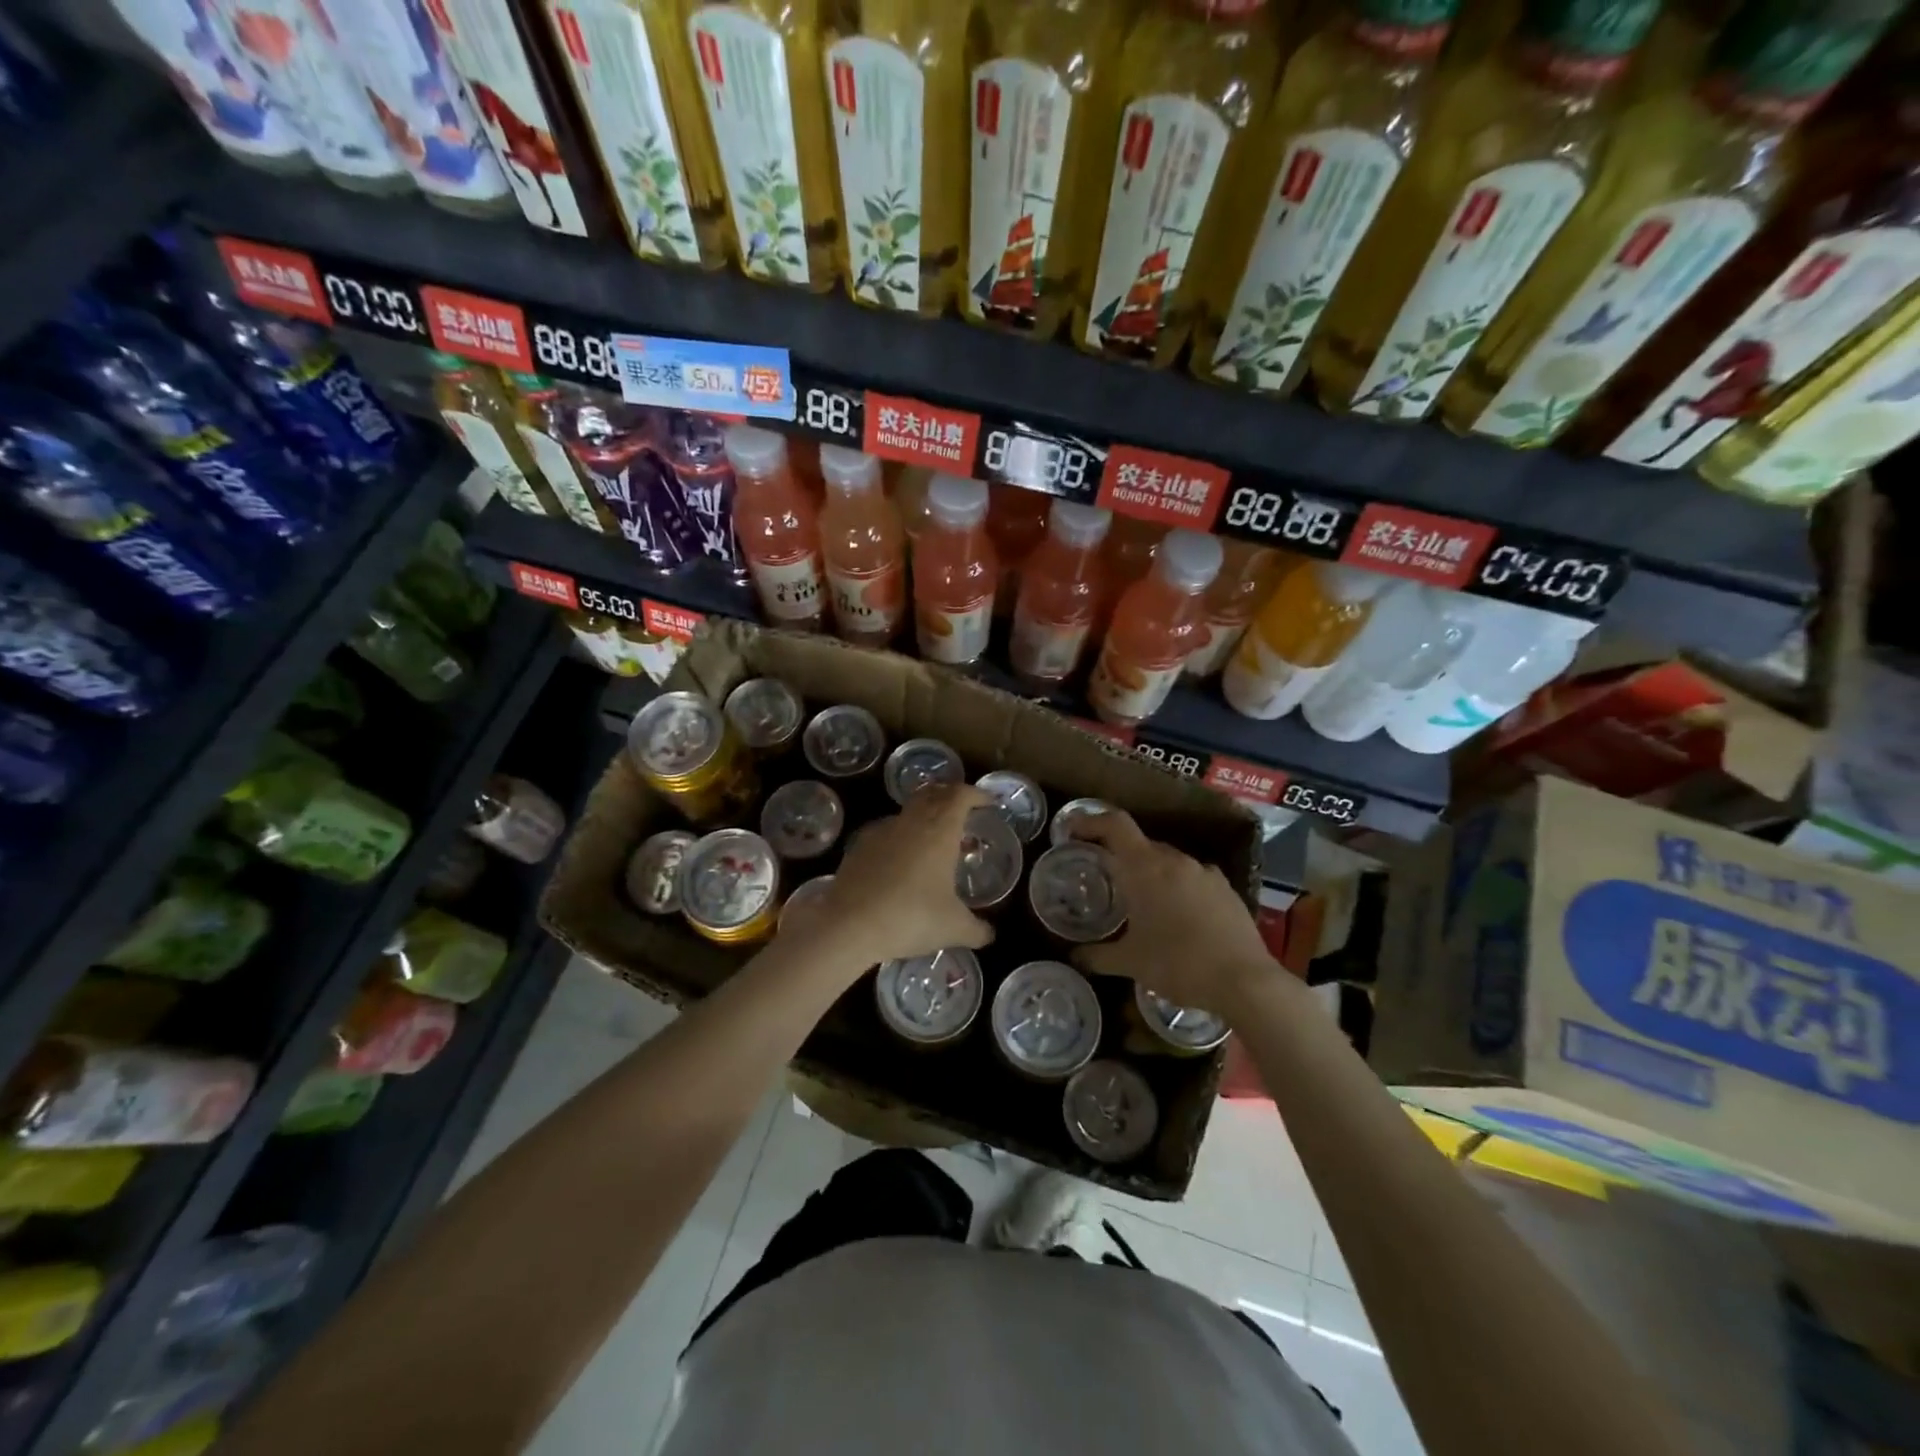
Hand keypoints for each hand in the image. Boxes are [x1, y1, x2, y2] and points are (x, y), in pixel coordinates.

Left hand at [802, 785, 994, 968]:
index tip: (988, 803)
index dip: (976, 794)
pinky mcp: (859, 846)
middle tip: (962, 813)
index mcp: (940, 829)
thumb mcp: (954, 928)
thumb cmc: (912, 918)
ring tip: (934, 842)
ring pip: (908, 812)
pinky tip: (901, 862)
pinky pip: (886, 832)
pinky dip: (900, 838)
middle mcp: (911, 821)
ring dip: (924, 818)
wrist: (850, 925)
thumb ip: (977, 930)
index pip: (961, 795)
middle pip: (933, 793)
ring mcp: (881, 831)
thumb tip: (990, 935)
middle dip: (950, 797)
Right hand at [1067, 810, 1277, 1017]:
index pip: (1115, 825)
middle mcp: (1175, 861)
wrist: (1245, 981)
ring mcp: (1205, 873)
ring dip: (1151, 874)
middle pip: (1140, 843)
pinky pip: (1192, 878)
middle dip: (1120, 856)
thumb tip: (1074, 956)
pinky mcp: (1227, 889)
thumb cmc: (1178, 965)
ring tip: (1142, 903)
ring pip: (1168, 862)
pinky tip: (1178, 917)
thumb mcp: (1131, 963)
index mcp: (1145, 868)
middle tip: (1106, 878)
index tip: (1073, 832)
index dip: (1091, 821)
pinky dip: (1178, 888)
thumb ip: (1097, 956)